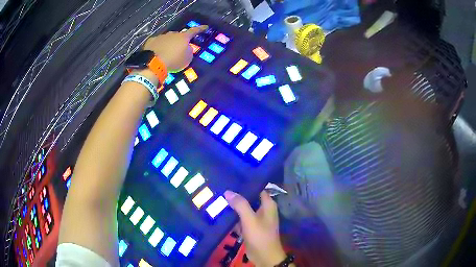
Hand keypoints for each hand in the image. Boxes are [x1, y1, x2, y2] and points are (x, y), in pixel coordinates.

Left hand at [143, 25, 207, 71]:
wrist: (153, 64)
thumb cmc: (174, 61)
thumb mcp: (187, 58)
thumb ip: (188, 51)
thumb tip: (186, 47)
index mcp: (183, 37)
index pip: (194, 31)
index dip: (200, 29)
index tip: (205, 27)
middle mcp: (172, 34)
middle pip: (178, 35)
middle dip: (179, 40)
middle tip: (179, 48)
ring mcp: (160, 36)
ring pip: (167, 39)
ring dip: (168, 44)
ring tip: (166, 53)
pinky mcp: (151, 41)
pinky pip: (157, 43)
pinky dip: (158, 47)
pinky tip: (157, 53)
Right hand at [225, 190, 286, 266]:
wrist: (264, 256)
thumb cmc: (260, 236)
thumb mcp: (250, 219)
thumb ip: (240, 204)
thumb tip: (228, 191)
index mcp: (267, 204)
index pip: (257, 188)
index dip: (246, 184)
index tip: (232, 179)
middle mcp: (263, 209)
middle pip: (249, 199)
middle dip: (236, 196)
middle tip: (221, 189)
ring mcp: (256, 219)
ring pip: (244, 209)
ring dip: (233, 207)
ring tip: (218, 198)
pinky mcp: (250, 227)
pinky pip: (241, 219)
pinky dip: (233, 217)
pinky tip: (221, 213)